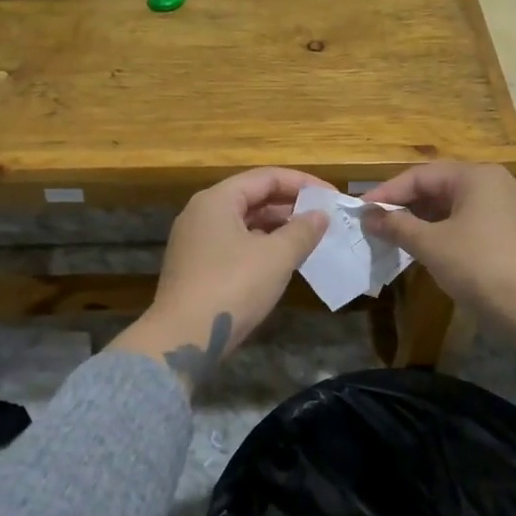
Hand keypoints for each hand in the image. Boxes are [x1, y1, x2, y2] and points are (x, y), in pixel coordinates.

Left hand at [112, 168, 330, 384]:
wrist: (183, 339)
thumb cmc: (232, 287)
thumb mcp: (276, 257)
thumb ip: (302, 231)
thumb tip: (320, 215)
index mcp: (217, 200)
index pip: (266, 177)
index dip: (302, 183)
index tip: (332, 196)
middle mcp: (201, 214)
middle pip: (252, 197)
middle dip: (290, 205)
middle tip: (324, 217)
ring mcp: (196, 242)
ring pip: (244, 223)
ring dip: (277, 227)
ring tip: (310, 238)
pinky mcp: (196, 267)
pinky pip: (235, 244)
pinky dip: (261, 246)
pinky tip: (284, 261)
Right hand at [360, 162, 515, 339]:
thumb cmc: (482, 266)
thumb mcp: (432, 245)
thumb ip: (397, 226)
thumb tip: (367, 216)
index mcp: (476, 176)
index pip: (420, 175)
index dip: (387, 193)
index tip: (360, 212)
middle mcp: (494, 185)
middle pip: (438, 188)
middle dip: (405, 207)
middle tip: (374, 226)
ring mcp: (507, 210)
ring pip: (453, 208)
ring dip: (423, 222)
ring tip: (394, 239)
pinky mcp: (512, 235)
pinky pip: (468, 225)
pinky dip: (444, 234)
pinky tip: (427, 252)